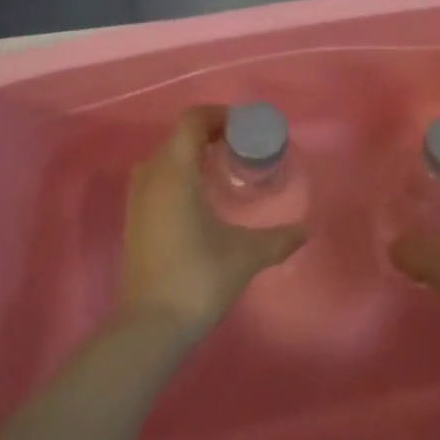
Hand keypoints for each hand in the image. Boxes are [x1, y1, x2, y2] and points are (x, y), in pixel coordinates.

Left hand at [119, 106, 307, 339]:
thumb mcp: (246, 255)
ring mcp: (137, 198)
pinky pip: (157, 178)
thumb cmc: (199, 278)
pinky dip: (179, 174)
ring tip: (223, 170)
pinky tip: (202, 199)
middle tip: (242, 148)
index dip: (220, 116)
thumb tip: (305, 231)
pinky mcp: (134, 219)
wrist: (151, 324)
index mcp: (174, 172)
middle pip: (179, 136)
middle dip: (211, 134)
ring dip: (192, 155)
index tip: (246, 129)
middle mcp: (150, 176)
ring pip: (165, 157)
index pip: (192, 121)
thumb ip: (278, 239)